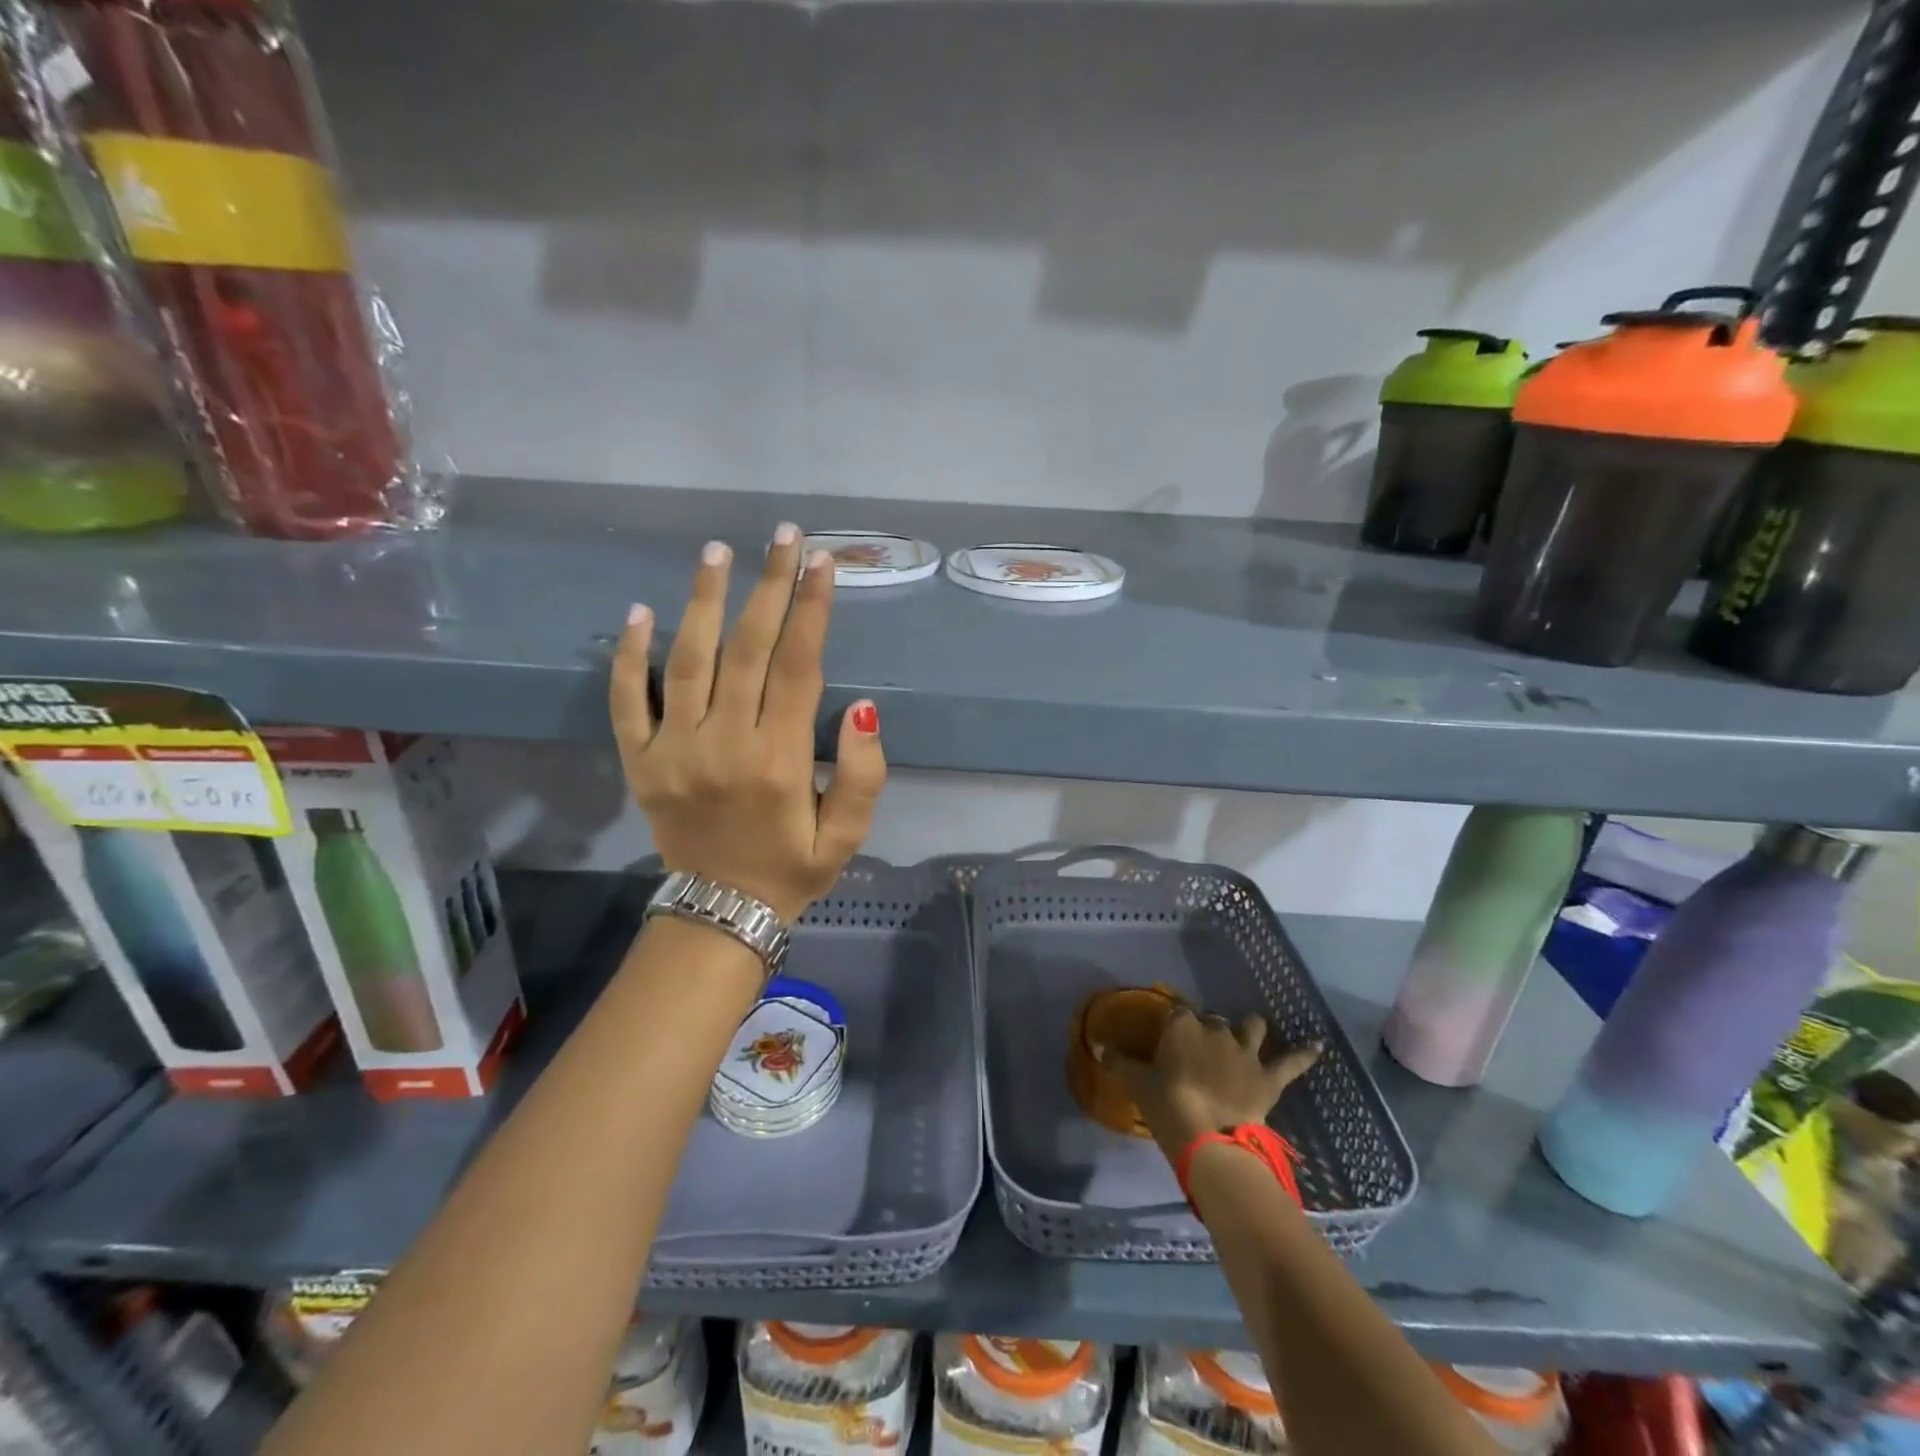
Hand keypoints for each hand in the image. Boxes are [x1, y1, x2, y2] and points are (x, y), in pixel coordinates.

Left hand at [609, 525, 886, 921]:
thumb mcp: (847, 836)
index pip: (799, 667)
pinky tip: (640, 611)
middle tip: (782, 535)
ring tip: (717, 552)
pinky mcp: (640, 761)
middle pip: (748, 649)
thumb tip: (864, 708)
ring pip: (688, 661)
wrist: (720, 913)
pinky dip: (630, 656)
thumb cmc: (792, 868)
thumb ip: (863, 775)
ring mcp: (674, 750)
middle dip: (770, 586)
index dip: (813, 610)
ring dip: (703, 601)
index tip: (822, 562)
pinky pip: (629, 701)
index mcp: (781, 760)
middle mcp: (726, 744)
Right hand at [1095, 1010, 1321, 1159]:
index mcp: (1183, 1026)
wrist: (1209, 1138)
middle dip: (1208, 1030)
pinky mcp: (1269, 1076)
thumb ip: (1117, 1060)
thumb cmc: (1168, 1106)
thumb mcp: (1137, 1083)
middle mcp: (1216, 1029)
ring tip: (1248, 1033)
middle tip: (1200, 1051)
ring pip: (1251, 1027)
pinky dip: (1305, 1053)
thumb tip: (1096, 1043)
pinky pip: (1292, 1061)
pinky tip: (1318, 1045)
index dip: (1175, 1024)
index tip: (1170, 1036)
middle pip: (1212, 1021)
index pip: (1177, 1013)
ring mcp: (1246, 1051)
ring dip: (1249, 1029)